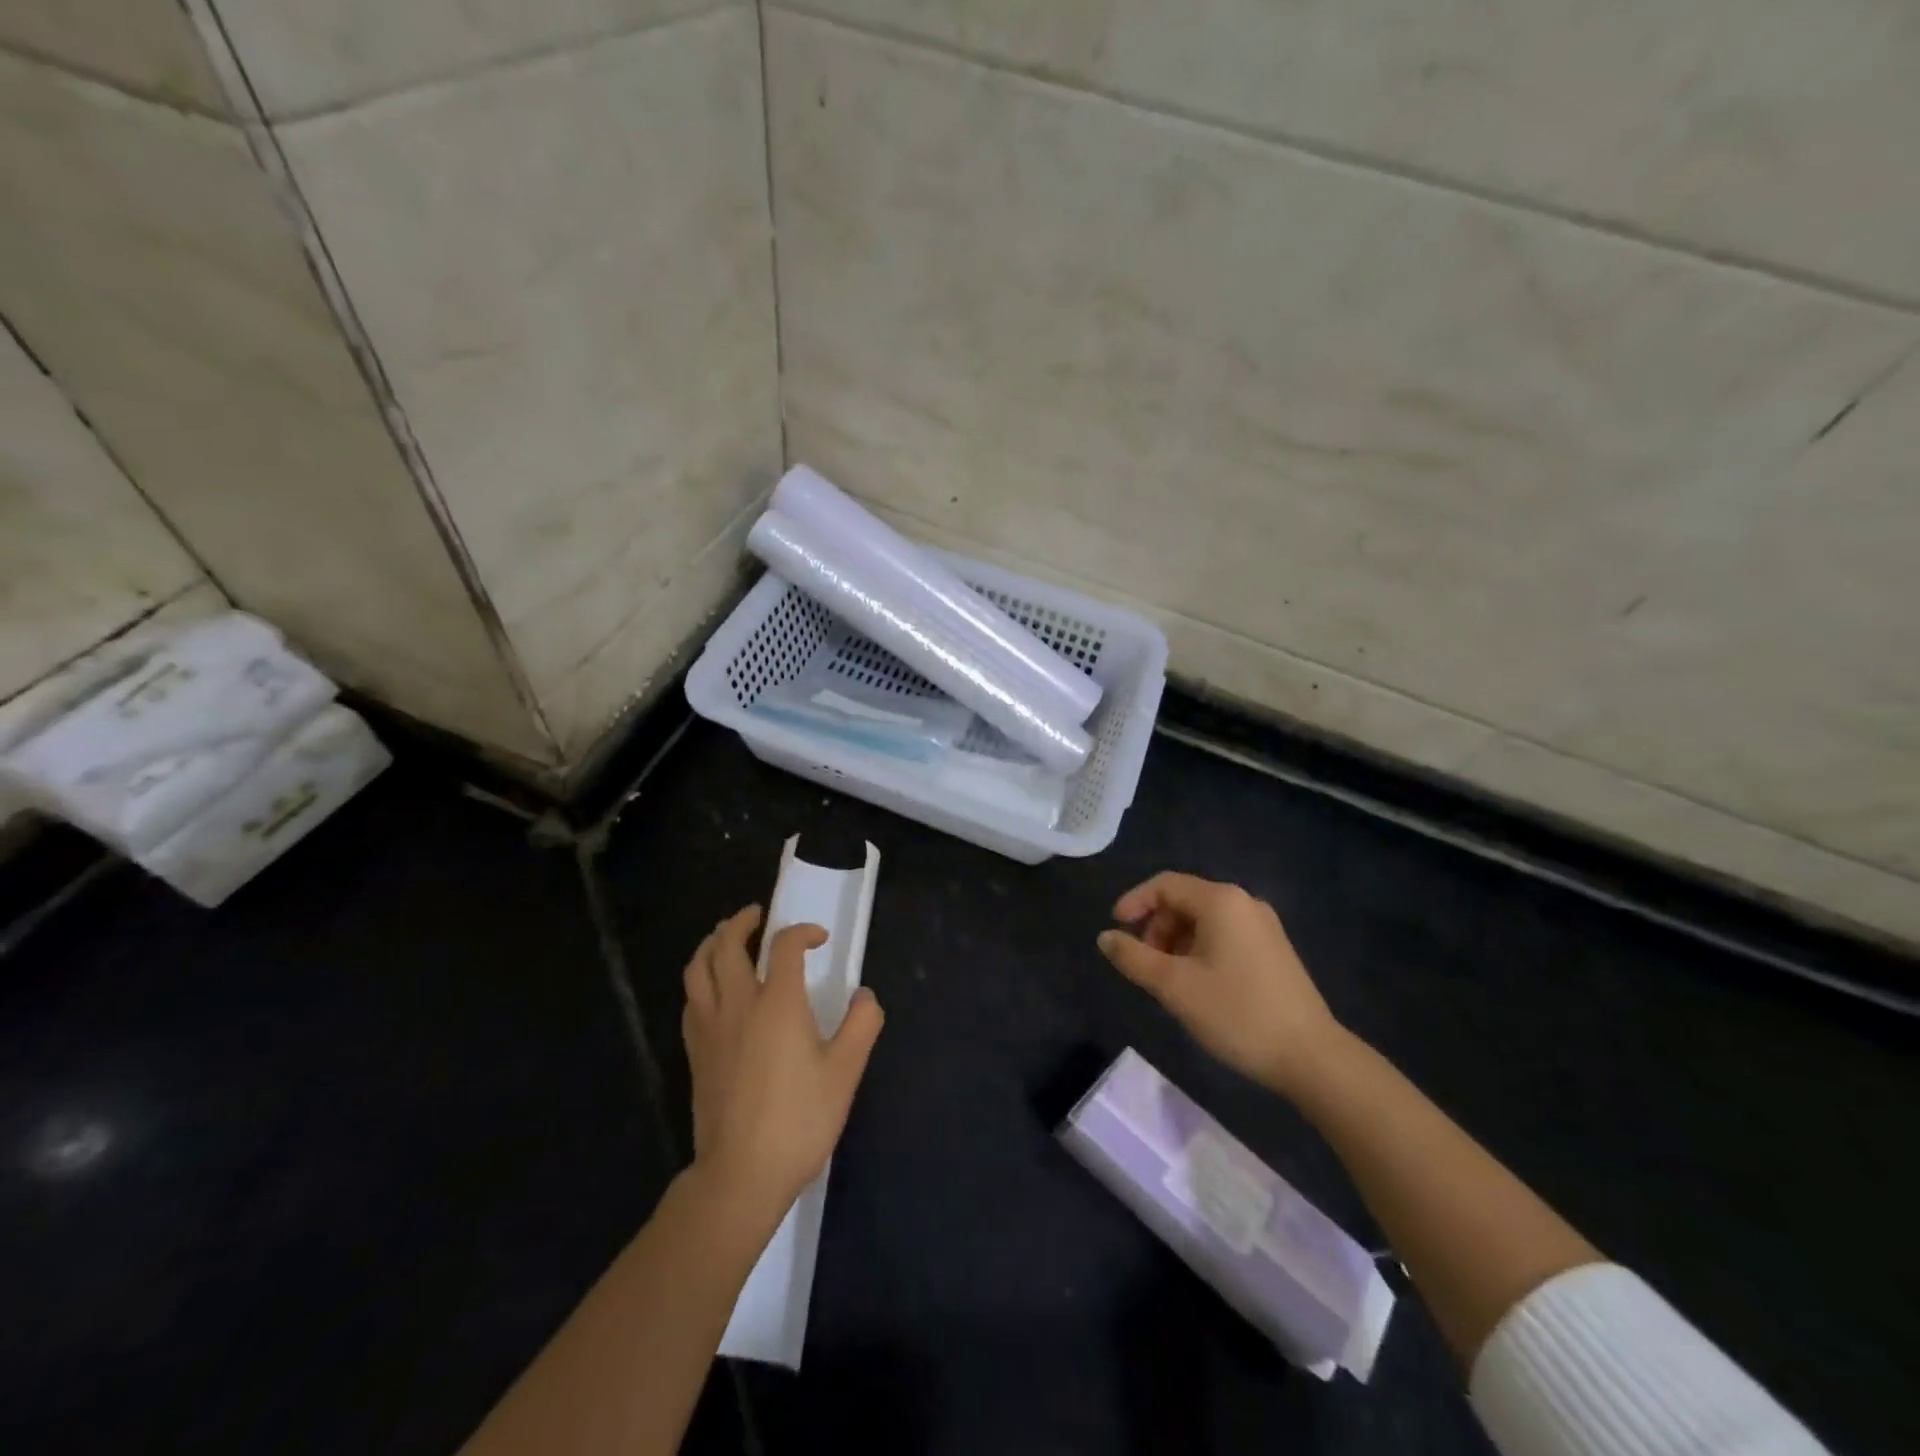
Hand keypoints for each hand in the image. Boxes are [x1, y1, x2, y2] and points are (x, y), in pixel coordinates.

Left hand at [681, 905, 884, 1220]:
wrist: (742, 1174)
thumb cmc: (799, 1119)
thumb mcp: (845, 1071)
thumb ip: (862, 1024)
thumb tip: (865, 994)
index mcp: (778, 1003)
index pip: (785, 945)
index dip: (803, 932)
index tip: (819, 939)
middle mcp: (738, 1004)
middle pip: (727, 944)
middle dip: (742, 922)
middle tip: (757, 914)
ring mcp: (710, 1027)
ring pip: (698, 967)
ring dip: (711, 943)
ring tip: (725, 937)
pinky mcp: (695, 1051)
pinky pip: (691, 998)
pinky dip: (701, 979)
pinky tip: (713, 988)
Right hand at [1098, 872, 1344, 1099]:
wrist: (1312, 1058)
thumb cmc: (1237, 1013)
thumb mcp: (1174, 986)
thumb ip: (1133, 958)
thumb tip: (1105, 938)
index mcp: (1221, 901)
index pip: (1165, 885)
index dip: (1134, 902)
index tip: (1115, 930)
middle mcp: (1244, 903)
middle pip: (1184, 901)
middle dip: (1156, 927)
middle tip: (1144, 964)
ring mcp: (1264, 927)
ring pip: (1204, 921)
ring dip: (1176, 942)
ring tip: (1168, 981)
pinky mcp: (1274, 951)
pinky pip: (1224, 936)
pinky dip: (1200, 951)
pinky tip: (1197, 985)